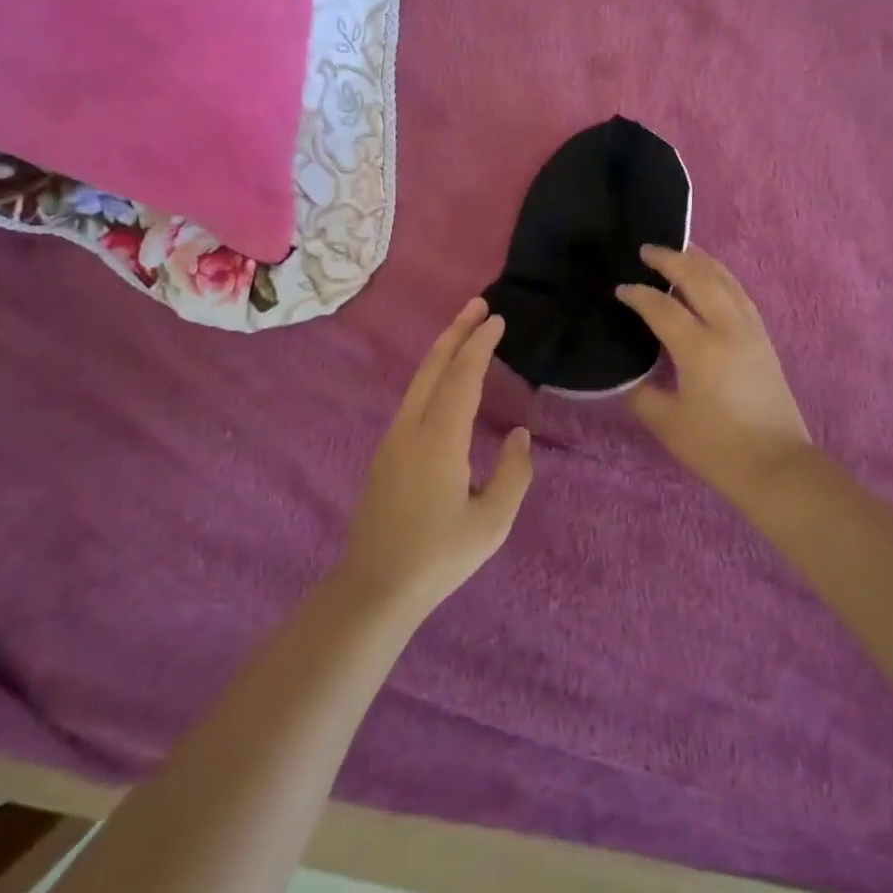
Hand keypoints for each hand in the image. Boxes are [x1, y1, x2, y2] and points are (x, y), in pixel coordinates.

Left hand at [338, 299, 534, 616]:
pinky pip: (413, 399)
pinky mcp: (386, 453)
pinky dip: (434, 375)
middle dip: (456, 331)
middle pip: (434, 367)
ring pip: (419, 381)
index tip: (497, 319)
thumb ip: (513, 474)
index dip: (480, 344)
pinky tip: (445, 381)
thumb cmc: (439, 557)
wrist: (374, 587)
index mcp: (439, 440)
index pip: (462, 377)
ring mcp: (393, 439)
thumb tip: (518, 434)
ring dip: (443, 351)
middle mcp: (411, 428)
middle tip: (479, 305)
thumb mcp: (491, 523)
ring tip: (465, 332)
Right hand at [617, 246, 811, 496]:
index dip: (638, 295)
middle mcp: (728, 329)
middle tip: (647, 250)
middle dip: (671, 259)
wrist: (776, 466)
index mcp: (700, 349)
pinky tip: (712, 278)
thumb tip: (628, 372)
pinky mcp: (764, 339)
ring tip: (680, 251)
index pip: (663, 307)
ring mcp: (751, 331)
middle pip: (699, 278)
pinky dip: (721, 277)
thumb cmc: (717, 447)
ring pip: (725, 280)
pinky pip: (739, 294)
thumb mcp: (666, 422)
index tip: (620, 289)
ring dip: (700, 261)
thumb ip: (640, 391)